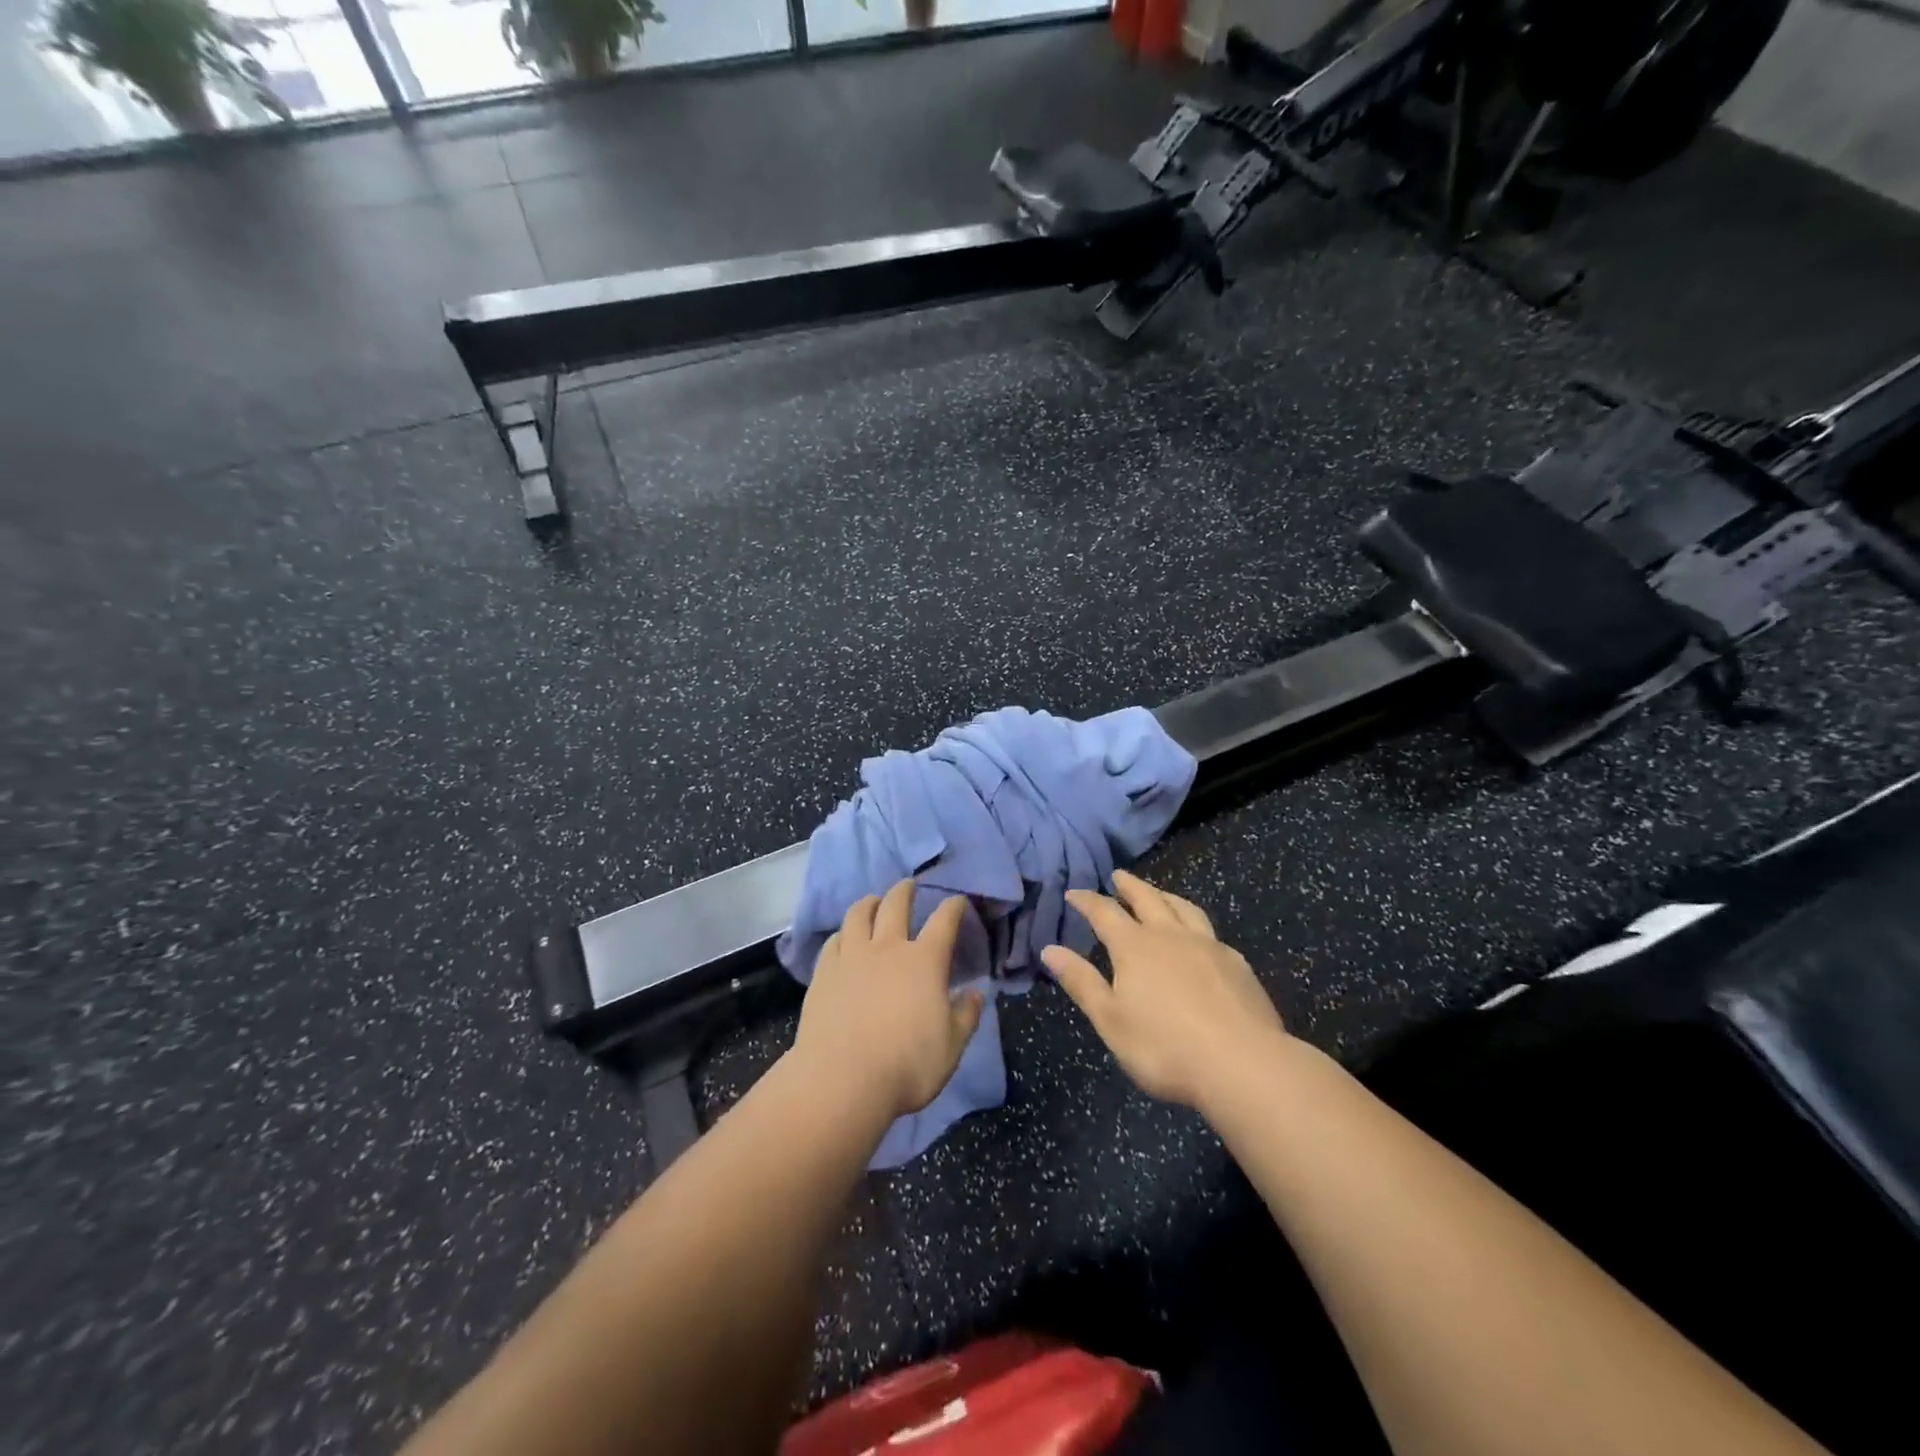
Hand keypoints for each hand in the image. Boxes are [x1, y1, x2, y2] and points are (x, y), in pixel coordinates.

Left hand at [791, 879, 985, 1121]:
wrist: (842, 1080)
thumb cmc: (907, 1065)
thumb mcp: (951, 1047)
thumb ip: (966, 1016)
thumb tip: (976, 994)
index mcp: (924, 961)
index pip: (944, 922)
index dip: (953, 907)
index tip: (957, 900)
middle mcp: (888, 948)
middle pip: (896, 905)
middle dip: (905, 891)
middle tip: (909, 885)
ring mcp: (852, 957)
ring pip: (859, 914)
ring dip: (870, 903)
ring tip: (873, 901)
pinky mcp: (824, 973)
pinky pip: (834, 941)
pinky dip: (843, 933)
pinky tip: (844, 938)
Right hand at [1042, 870, 1289, 1110]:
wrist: (1243, 1065)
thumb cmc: (1164, 1047)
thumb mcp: (1110, 1020)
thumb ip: (1081, 982)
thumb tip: (1050, 949)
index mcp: (1135, 947)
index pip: (1105, 912)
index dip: (1087, 900)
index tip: (1074, 893)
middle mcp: (1170, 935)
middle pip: (1147, 899)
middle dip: (1129, 886)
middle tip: (1118, 875)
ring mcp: (1208, 946)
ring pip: (1183, 908)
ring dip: (1165, 896)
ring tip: (1158, 894)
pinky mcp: (1237, 964)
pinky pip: (1209, 931)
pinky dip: (1194, 924)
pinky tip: (1199, 938)